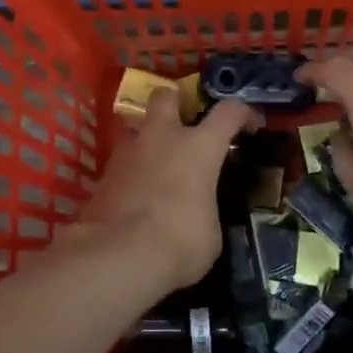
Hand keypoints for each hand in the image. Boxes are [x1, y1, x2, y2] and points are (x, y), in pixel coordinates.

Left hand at [75, 90, 258, 291]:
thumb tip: (198, 214)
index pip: (228, 112)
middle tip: (184, 124)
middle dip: (175, 103)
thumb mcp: (210, 232)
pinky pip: (121, 163)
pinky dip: (131, 172)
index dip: (243, 113)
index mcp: (199, 147)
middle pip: (166, 96)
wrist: (118, 256)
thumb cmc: (180, 241)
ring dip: (148, 140)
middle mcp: (162, 137)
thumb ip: (206, 209)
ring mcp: (127, 153)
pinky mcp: (102, 175)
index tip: (250, 125)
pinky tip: (137, 195)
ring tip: (157, 165)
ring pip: (137, 127)